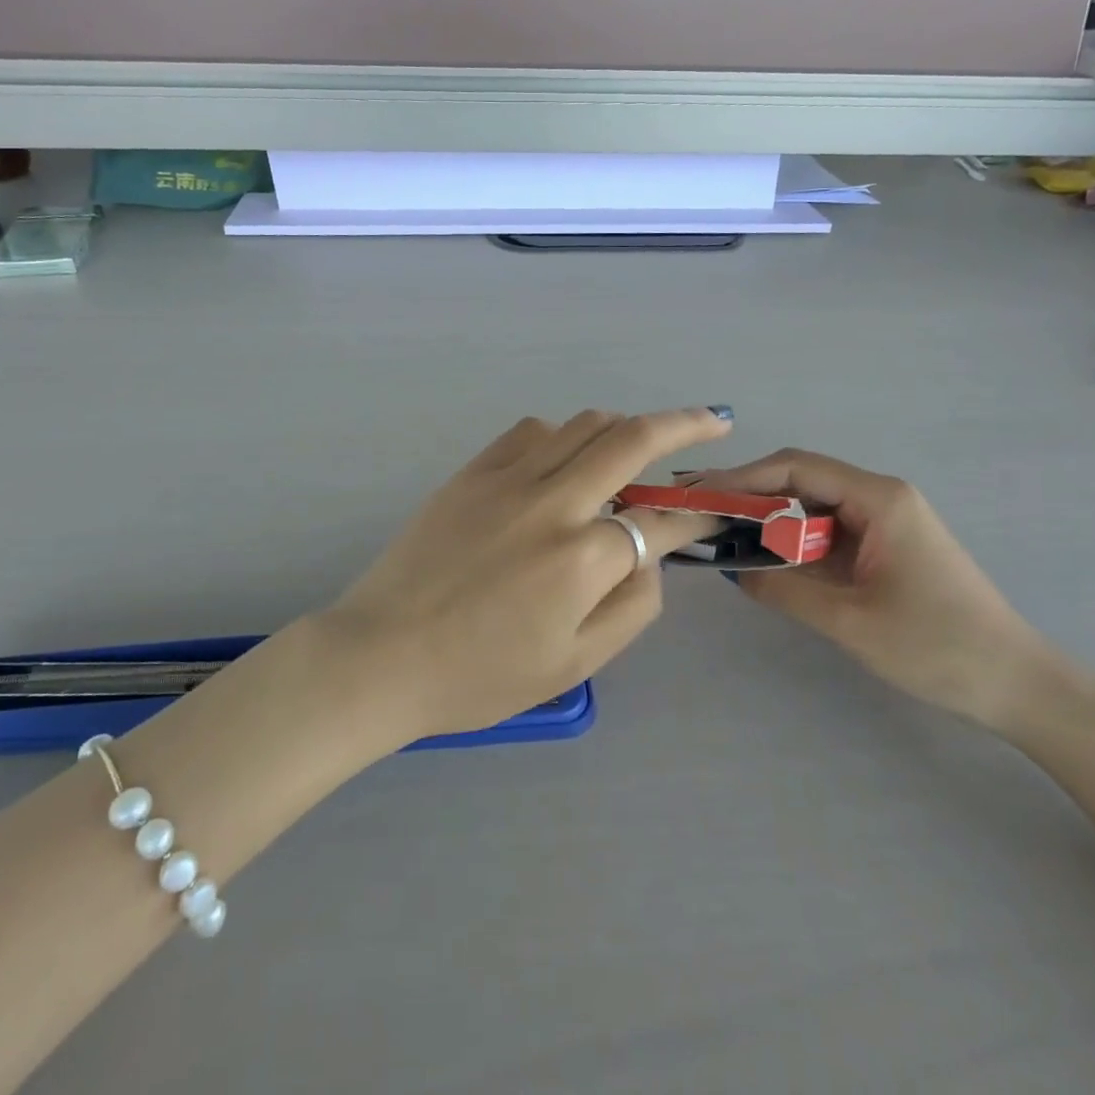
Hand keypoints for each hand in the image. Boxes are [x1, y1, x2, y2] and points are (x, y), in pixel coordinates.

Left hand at [317, 408, 733, 738]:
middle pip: (631, 439)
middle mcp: (552, 501)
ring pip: (583, 424)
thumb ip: (630, 607)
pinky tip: (563, 457)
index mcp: (582, 558)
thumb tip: (651, 558)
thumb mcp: (573, 665)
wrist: (381, 656)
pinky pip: (530, 430)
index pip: (661, 521)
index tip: (711, 512)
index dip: (694, 515)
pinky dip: (562, 434)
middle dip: (684, 423)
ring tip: (638, 444)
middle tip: (713, 418)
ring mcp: (508, 478)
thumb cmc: (478, 675)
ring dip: (622, 426)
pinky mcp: (472, 471)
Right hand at [687, 451, 1049, 728]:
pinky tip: (761, 555)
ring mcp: (884, 522)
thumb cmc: (938, 647)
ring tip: (718, 530)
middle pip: (800, 480)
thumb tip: (730, 569)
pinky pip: (826, 532)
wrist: (1018, 685)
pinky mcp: (884, 547)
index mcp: (879, 499)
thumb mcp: (849, 621)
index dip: (742, 477)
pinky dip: (791, 540)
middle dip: (747, 493)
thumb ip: (784, 589)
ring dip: (767, 518)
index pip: (795, 467)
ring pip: (810, 505)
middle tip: (698, 509)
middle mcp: (880, 497)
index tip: (699, 494)